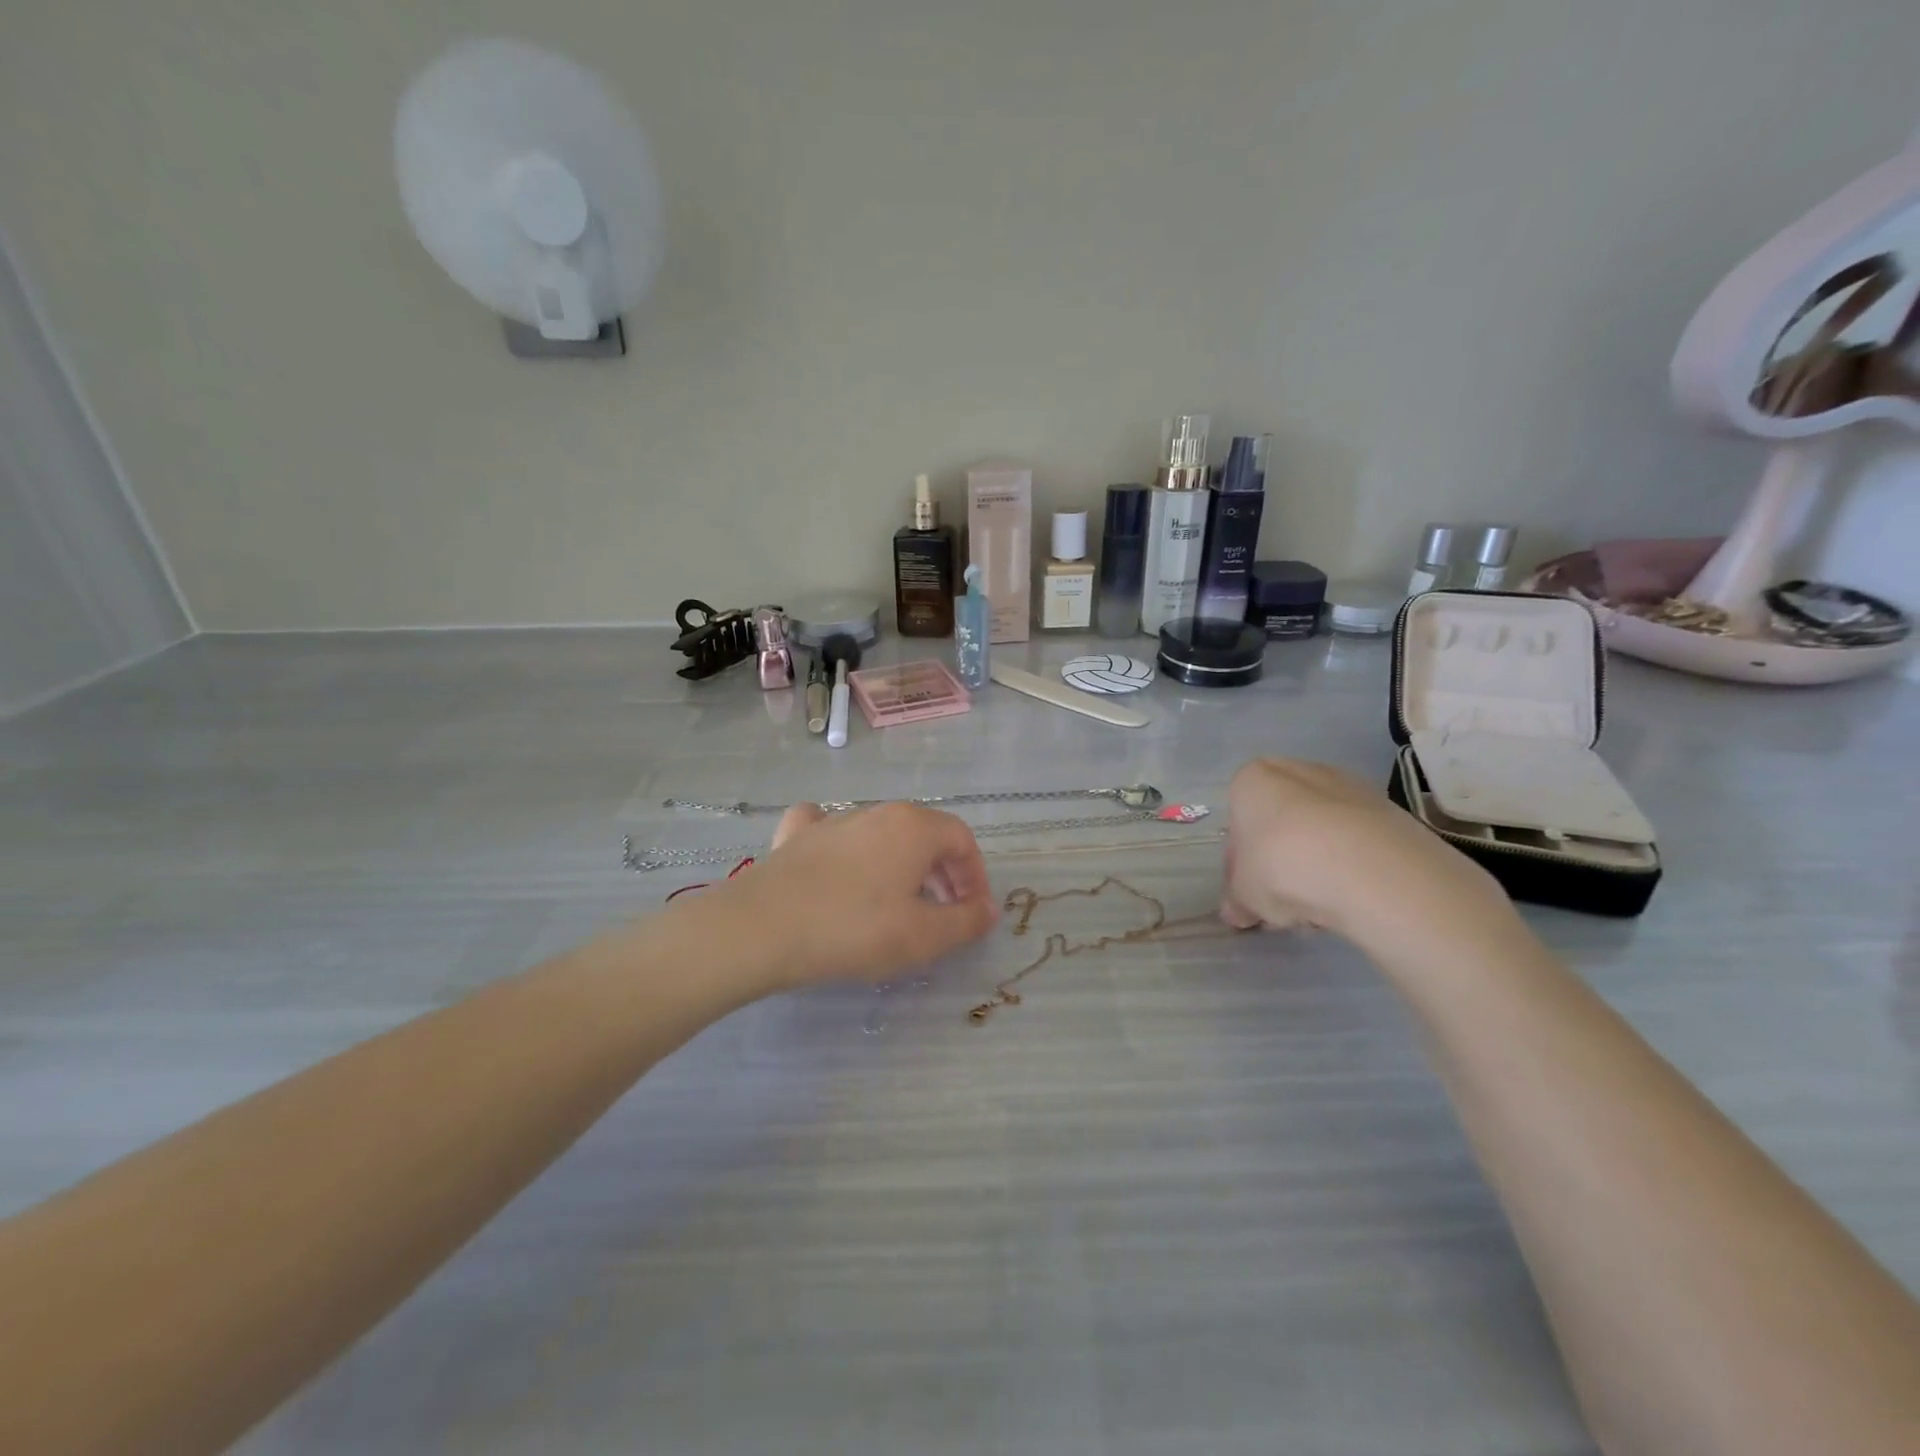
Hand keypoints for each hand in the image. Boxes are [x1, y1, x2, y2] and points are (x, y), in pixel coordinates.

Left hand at [703, 802, 998, 988]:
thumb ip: (965, 921)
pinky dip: (843, 843)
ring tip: (896, 902)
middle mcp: (877, 812)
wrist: (762, 928)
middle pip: (924, 834)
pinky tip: (836, 860)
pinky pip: (829, 829)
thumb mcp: (923, 936)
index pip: (962, 840)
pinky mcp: (796, 836)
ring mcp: (833, 820)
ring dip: (900, 864)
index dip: (975, 876)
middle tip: (942, 913)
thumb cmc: (854, 929)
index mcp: (914, 827)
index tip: (972, 912)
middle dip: (941, 872)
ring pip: (881, 833)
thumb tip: (990, 908)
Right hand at [1220, 759, 1514, 951]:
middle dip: (1281, 859)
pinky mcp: (1389, 809)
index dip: (1242, 860)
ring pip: (1321, 831)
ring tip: (1322, 907)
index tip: (1251, 888)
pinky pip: (1358, 840)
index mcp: (1252, 781)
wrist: (1369, 868)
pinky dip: (1353, 866)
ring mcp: (1348, 786)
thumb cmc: (1282, 867)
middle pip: (1281, 821)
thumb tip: (1237, 913)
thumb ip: (1237, 901)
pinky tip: (1353, 898)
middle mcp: (1298, 771)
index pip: (1238, 820)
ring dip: (1317, 864)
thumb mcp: (1244, 895)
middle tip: (1284, 899)